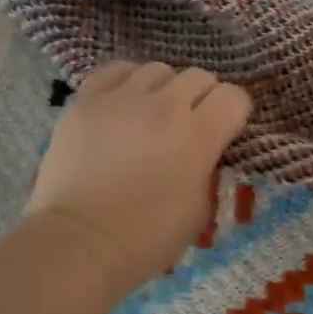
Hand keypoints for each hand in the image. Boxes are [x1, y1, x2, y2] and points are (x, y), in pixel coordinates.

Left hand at [26, 61, 253, 294]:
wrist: (78, 243)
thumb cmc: (145, 239)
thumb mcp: (198, 211)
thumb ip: (207, 169)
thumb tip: (203, 150)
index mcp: (197, 137)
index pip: (233, 97)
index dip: (234, 112)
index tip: (225, 130)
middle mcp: (163, 107)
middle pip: (198, 76)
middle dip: (202, 98)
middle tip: (189, 124)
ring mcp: (121, 99)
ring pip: (157, 70)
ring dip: (163, 89)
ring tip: (151, 113)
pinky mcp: (86, 100)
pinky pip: (116, 71)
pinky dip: (126, 83)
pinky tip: (123, 104)